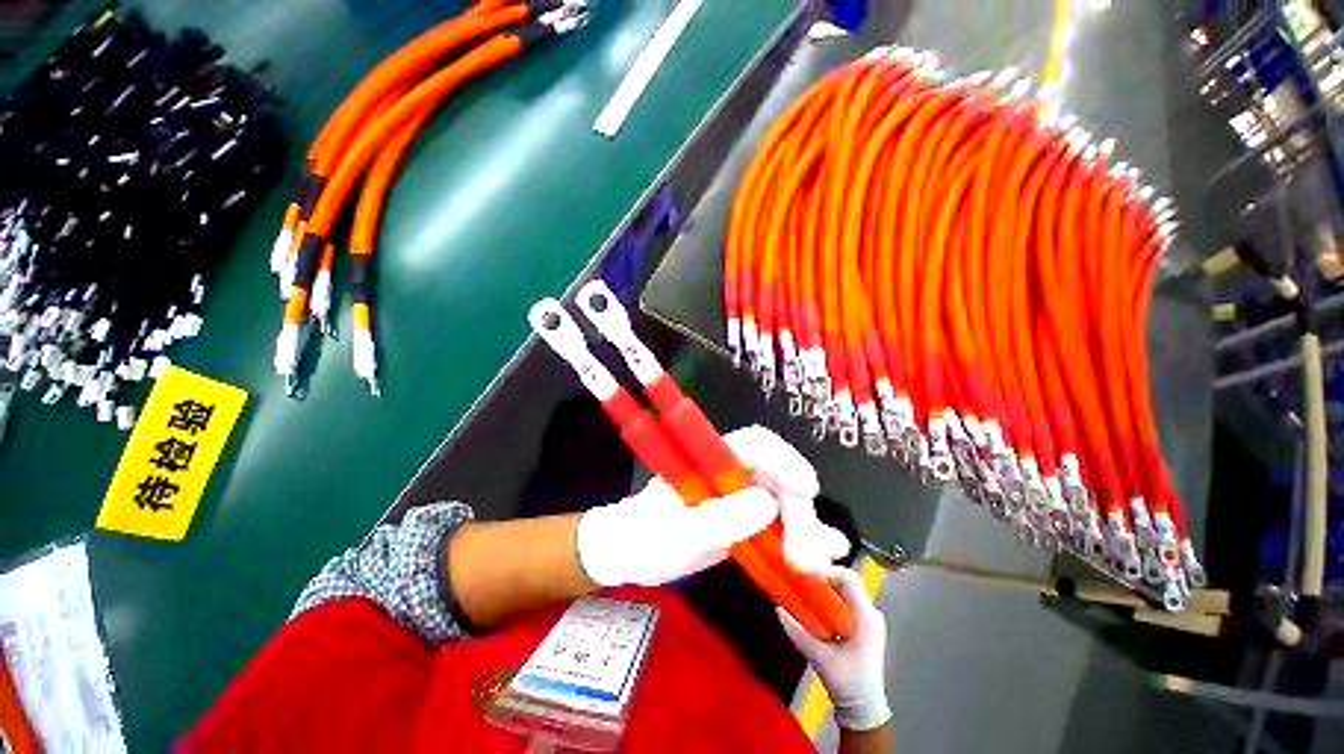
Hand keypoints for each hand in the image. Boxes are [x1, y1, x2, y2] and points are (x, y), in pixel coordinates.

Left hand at [576, 425, 849, 586]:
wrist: (632, 553)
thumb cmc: (646, 537)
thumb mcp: (678, 532)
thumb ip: (720, 517)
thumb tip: (769, 504)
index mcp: (711, 459)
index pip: (755, 443)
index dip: (783, 458)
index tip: (807, 487)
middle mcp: (732, 472)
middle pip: (778, 476)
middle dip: (798, 511)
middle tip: (805, 558)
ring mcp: (741, 497)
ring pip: (786, 502)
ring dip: (808, 529)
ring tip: (819, 564)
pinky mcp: (747, 521)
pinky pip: (782, 525)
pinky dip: (805, 538)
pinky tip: (827, 557)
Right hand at [777, 566, 890, 731]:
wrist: (864, 709)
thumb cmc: (847, 683)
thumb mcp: (819, 657)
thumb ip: (798, 632)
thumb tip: (777, 609)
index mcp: (865, 617)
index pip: (848, 578)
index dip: (826, 570)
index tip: (805, 573)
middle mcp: (870, 613)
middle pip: (846, 581)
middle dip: (823, 577)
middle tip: (801, 578)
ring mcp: (868, 619)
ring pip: (846, 590)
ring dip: (825, 586)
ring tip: (804, 588)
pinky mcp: (863, 626)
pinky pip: (846, 601)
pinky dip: (830, 597)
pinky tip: (815, 604)